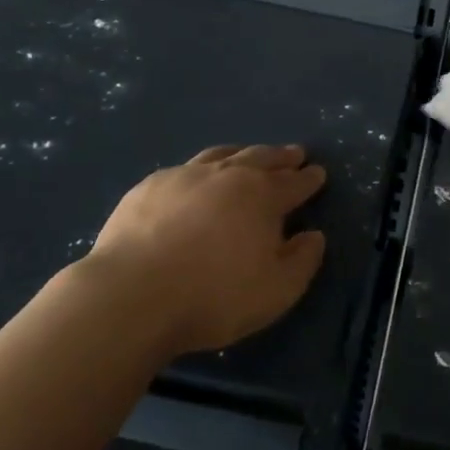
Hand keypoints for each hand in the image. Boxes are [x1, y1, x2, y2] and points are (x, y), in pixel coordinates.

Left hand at [86, 144, 327, 356]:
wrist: (132, 295)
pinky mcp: (149, 187)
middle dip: (281, 157)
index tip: (318, 172)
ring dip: (242, 154)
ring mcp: (185, 177)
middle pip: (261, 158)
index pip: (294, 182)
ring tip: (249, 155)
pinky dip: (202, 169)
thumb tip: (313, 236)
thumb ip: (303, 261)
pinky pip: (184, 169)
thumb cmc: (214, 296)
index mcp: (262, 196)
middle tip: (294, 153)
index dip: (309, 178)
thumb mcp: (277, 291)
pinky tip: (196, 179)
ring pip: (221, 155)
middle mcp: (227, 175)